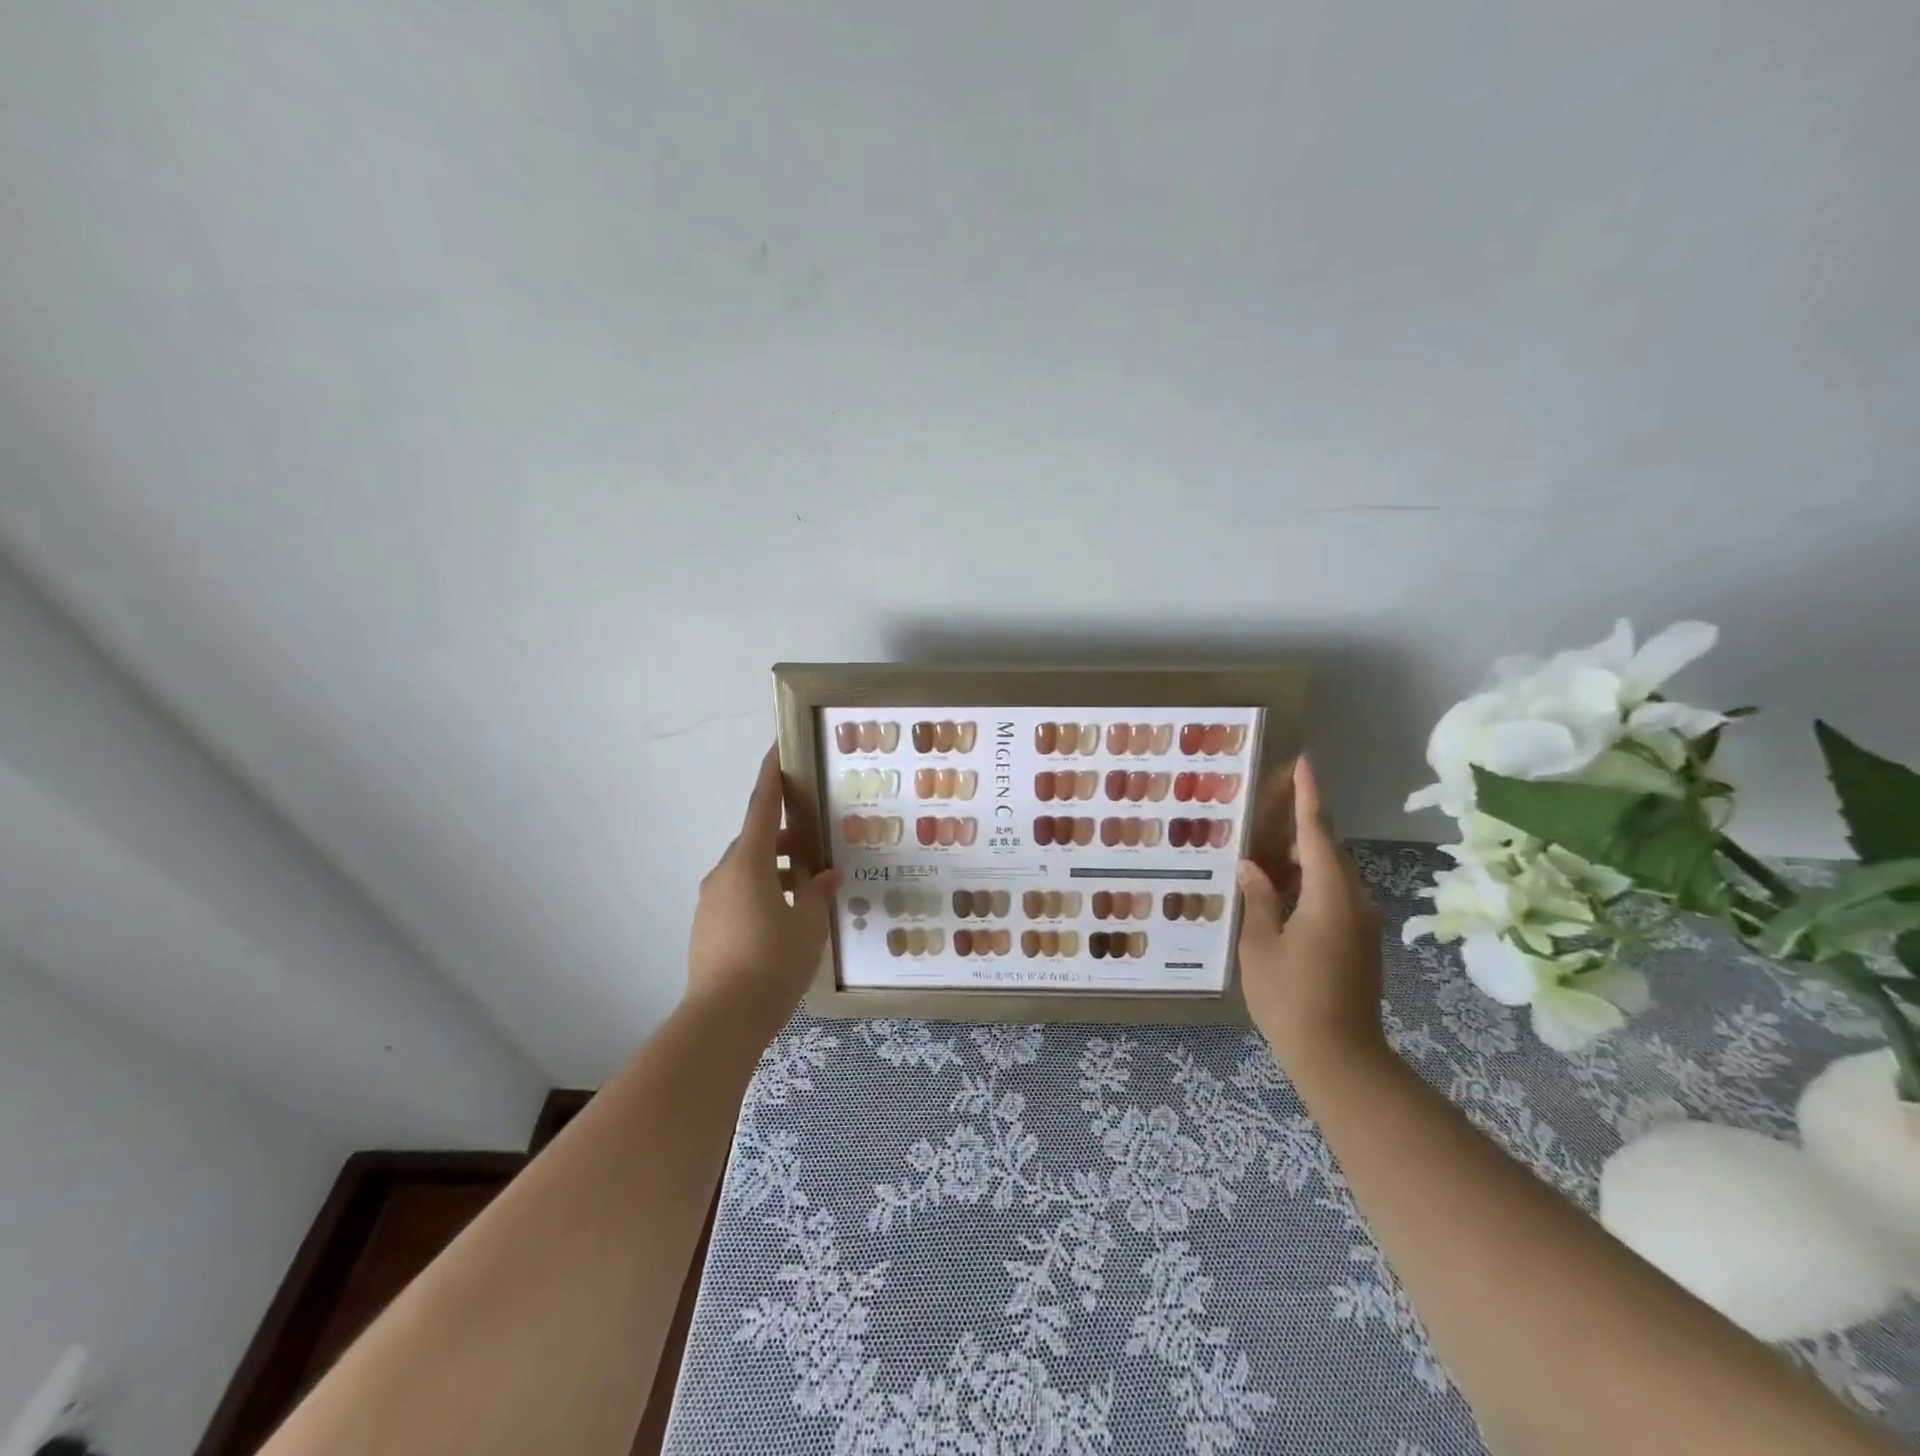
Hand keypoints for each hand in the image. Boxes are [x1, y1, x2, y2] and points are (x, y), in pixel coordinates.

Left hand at [686, 746, 841, 1030]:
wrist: (721, 1020)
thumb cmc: (772, 965)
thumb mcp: (808, 928)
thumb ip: (817, 894)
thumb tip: (825, 875)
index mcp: (749, 864)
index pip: (762, 807)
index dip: (772, 776)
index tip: (778, 749)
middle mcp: (724, 874)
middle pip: (756, 841)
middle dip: (785, 838)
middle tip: (817, 848)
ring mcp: (710, 902)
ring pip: (746, 870)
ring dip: (774, 869)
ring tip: (806, 890)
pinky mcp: (705, 927)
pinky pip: (737, 894)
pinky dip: (761, 892)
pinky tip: (783, 919)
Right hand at [1236, 756, 1386, 1082]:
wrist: (1341, 1057)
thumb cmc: (1291, 999)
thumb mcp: (1259, 946)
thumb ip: (1258, 899)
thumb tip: (1251, 866)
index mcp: (1329, 896)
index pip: (1316, 832)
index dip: (1308, 796)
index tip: (1303, 763)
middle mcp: (1354, 900)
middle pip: (1327, 848)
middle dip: (1301, 823)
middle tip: (1266, 805)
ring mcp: (1361, 921)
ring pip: (1331, 871)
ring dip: (1302, 855)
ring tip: (1264, 849)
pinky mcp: (1360, 939)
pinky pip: (1335, 893)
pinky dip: (1309, 880)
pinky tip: (1279, 889)